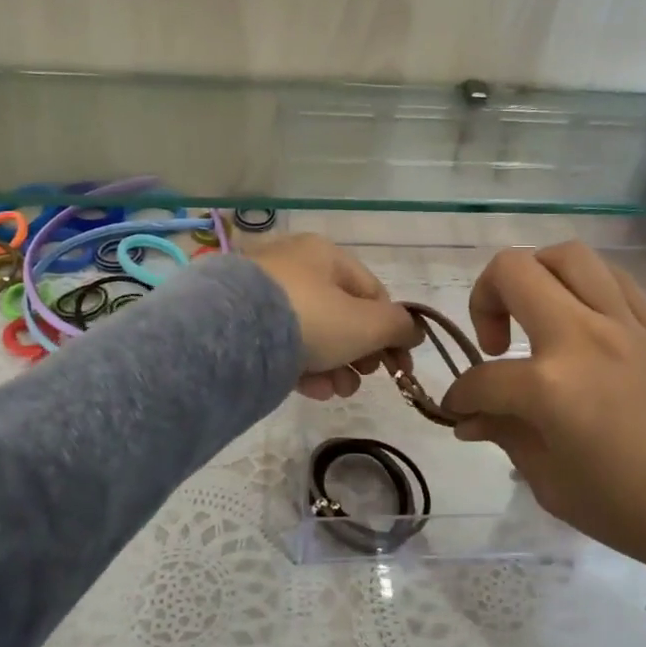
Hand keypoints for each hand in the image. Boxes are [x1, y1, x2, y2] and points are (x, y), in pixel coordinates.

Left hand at [246, 234, 421, 400]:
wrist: (232, 334)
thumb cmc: (311, 318)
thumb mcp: (366, 324)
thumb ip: (397, 327)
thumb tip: (412, 331)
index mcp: (325, 254)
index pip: (371, 292)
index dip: (391, 329)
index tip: (399, 365)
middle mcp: (293, 266)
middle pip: (341, 314)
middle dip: (360, 352)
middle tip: (366, 377)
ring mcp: (263, 294)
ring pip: (313, 333)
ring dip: (335, 366)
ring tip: (340, 392)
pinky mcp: (242, 323)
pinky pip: (283, 345)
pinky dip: (303, 367)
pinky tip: (314, 391)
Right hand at [441, 242, 645, 571]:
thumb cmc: (635, 510)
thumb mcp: (554, 485)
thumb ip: (507, 437)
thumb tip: (471, 418)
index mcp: (551, 387)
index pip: (482, 378)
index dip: (460, 396)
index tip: (459, 410)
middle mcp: (583, 337)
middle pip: (513, 272)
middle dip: (483, 298)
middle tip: (493, 343)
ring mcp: (624, 323)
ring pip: (567, 256)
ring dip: (535, 274)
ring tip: (534, 313)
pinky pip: (613, 278)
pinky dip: (584, 285)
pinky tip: (580, 317)